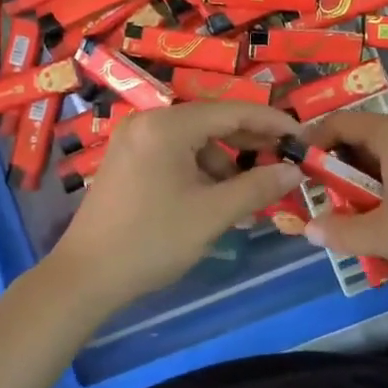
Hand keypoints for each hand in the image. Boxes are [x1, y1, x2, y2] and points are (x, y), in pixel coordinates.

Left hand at [45, 101, 304, 310]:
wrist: (85, 277)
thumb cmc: (152, 241)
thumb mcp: (212, 214)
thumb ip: (257, 187)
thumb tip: (294, 171)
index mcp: (167, 125)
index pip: (232, 111)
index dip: (271, 122)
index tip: (302, 136)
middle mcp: (149, 121)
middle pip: (212, 122)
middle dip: (250, 144)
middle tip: (285, 163)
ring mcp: (135, 140)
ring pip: (195, 141)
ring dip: (225, 164)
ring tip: (250, 196)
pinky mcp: (128, 160)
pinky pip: (176, 154)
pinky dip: (200, 171)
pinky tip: (217, 200)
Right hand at [300, 111, 387, 291]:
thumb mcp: (383, 236)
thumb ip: (340, 231)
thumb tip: (308, 229)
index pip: (340, 122)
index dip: (314, 142)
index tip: (298, 170)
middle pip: (362, 137)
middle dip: (339, 167)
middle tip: (325, 199)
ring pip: (385, 155)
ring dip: (364, 181)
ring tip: (355, 215)